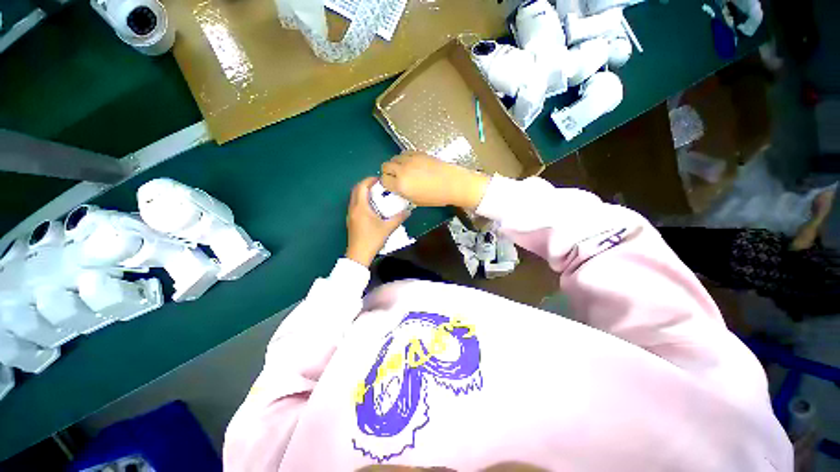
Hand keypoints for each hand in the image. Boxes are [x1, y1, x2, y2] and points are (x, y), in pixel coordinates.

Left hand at [345, 177, 409, 266]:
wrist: (359, 254)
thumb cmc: (372, 239)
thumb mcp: (388, 228)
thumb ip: (398, 218)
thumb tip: (408, 211)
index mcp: (360, 207)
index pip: (362, 186)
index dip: (370, 180)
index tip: (380, 180)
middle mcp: (353, 208)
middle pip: (356, 190)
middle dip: (366, 184)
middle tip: (378, 185)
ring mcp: (350, 214)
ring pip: (354, 197)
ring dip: (363, 192)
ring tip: (376, 195)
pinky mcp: (351, 220)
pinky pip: (355, 204)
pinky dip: (362, 200)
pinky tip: (372, 207)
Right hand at [380, 152, 490, 209]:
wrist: (453, 183)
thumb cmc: (436, 197)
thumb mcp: (416, 200)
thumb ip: (403, 193)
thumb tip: (397, 187)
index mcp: (401, 185)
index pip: (383, 180)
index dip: (386, 183)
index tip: (391, 186)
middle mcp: (402, 170)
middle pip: (385, 166)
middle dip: (388, 172)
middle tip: (396, 177)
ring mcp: (410, 159)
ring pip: (394, 158)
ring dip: (396, 164)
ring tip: (404, 170)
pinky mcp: (418, 152)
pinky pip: (404, 153)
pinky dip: (404, 159)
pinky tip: (412, 164)